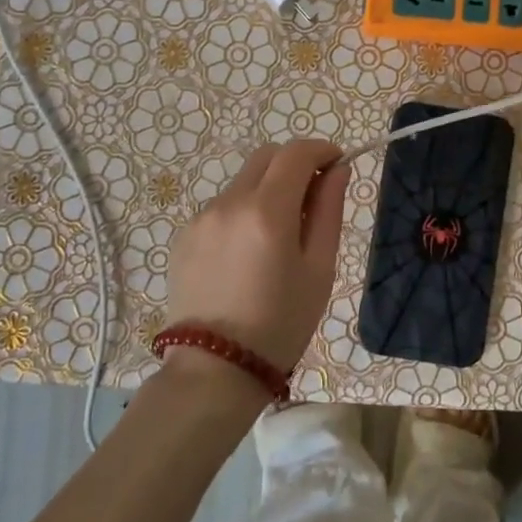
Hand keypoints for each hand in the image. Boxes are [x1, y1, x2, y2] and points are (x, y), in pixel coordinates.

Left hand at [162, 139, 349, 372]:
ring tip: (280, 234)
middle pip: (266, 157)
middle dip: (294, 164)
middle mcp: (229, 203)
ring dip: (268, 189)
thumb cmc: (281, 324)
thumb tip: (337, 170)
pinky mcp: (184, 236)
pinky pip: (222, 207)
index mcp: (267, 211)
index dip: (321, 150)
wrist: (214, 371)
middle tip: (313, 196)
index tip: (338, 164)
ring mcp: (201, 218)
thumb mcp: (319, 269)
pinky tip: (249, 253)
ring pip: (243, 182)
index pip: (296, 153)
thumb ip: (328, 210)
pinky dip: (244, 211)